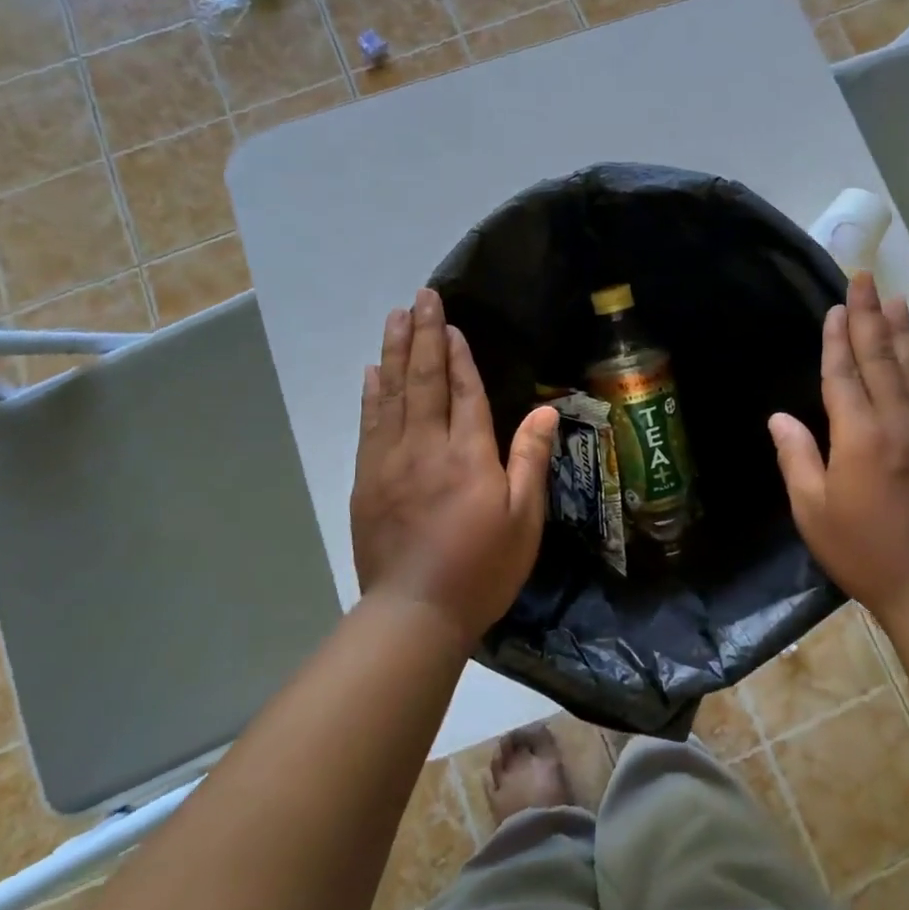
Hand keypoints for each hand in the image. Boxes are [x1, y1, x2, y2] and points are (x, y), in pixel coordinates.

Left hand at [350, 289, 558, 647]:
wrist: (415, 612)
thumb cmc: (481, 568)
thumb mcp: (523, 520)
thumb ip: (530, 460)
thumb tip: (542, 410)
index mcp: (468, 455)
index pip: (464, 391)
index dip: (459, 355)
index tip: (451, 323)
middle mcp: (426, 447)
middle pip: (423, 380)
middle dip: (423, 335)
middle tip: (421, 297)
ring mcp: (389, 461)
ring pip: (391, 394)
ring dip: (393, 352)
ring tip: (395, 317)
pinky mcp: (366, 480)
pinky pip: (369, 424)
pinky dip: (371, 393)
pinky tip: (371, 371)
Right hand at [767, 272, 908, 622]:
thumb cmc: (864, 552)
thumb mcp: (813, 510)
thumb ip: (798, 458)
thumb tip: (780, 417)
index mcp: (860, 437)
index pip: (845, 376)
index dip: (837, 340)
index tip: (836, 307)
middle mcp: (898, 424)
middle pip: (881, 360)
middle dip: (870, 317)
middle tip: (865, 279)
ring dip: (901, 333)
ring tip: (896, 299)